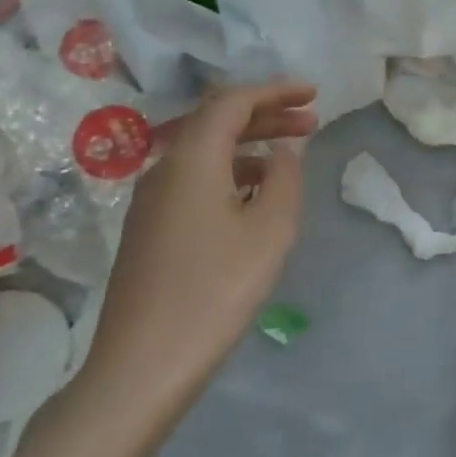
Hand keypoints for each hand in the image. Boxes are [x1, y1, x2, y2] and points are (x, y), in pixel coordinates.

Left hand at [78, 81, 316, 434]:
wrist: (142, 365)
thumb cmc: (215, 291)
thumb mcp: (270, 231)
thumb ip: (285, 178)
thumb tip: (284, 150)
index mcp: (192, 159)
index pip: (233, 101)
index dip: (275, 91)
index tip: (313, 94)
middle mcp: (164, 168)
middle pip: (216, 122)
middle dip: (267, 115)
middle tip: (311, 121)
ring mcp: (151, 200)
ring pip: (205, 152)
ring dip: (250, 145)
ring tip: (290, 158)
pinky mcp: (150, 229)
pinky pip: (195, 180)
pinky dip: (231, 172)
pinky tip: (255, 197)